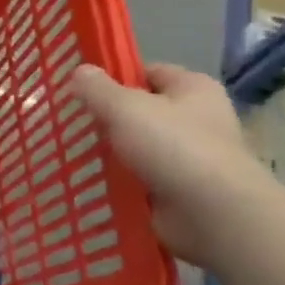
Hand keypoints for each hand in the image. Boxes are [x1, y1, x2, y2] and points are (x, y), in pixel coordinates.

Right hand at [68, 63, 274, 268]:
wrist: (213, 213)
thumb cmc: (173, 146)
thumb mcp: (125, 108)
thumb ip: (97, 88)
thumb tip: (79, 71)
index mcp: (193, 88)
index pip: (148, 72)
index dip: (115, 78)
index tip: (81, 90)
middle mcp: (197, 118)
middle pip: (142, 110)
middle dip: (108, 117)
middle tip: (71, 122)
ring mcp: (190, 156)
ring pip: (139, 145)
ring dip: (112, 151)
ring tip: (71, 151)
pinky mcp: (180, 188)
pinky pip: (141, 176)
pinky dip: (120, 178)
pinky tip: (91, 179)